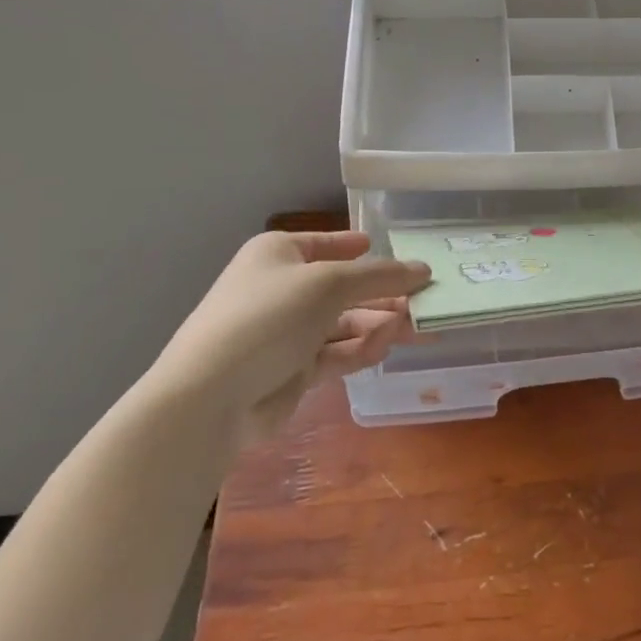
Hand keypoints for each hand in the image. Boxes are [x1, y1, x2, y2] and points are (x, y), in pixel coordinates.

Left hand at [149, 231, 429, 449]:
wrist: (210, 397)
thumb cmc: (269, 317)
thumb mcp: (329, 284)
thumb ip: (380, 276)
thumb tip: (423, 269)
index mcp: (279, 254)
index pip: (328, 243)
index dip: (363, 248)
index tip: (400, 254)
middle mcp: (282, 288)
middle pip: (345, 287)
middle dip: (385, 294)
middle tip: (429, 300)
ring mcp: (287, 331)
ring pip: (345, 322)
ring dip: (380, 323)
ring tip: (418, 327)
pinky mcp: (293, 370)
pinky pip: (336, 352)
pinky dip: (361, 348)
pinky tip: (385, 347)